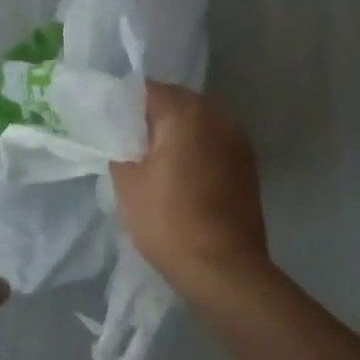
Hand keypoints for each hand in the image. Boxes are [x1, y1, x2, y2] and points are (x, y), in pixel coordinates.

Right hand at [111, 83, 272, 300]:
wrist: (225, 269)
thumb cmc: (169, 221)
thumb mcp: (127, 183)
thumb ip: (120, 148)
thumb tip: (125, 139)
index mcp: (186, 112)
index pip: (148, 90)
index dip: (125, 105)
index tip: (111, 126)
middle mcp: (217, 115)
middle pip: (177, 102)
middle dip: (153, 117)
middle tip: (130, 144)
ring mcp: (238, 139)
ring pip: (198, 122)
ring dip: (178, 133)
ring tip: (157, 162)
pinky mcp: (248, 163)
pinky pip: (214, 142)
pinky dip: (197, 149)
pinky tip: (183, 176)